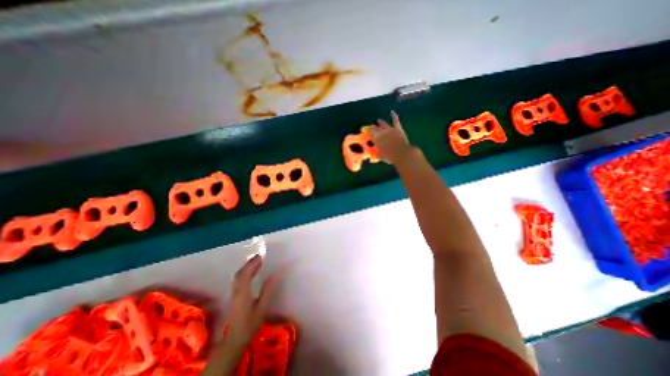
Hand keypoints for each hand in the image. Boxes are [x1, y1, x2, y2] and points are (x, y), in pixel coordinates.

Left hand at [225, 253, 277, 348]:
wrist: (235, 338)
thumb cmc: (250, 323)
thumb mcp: (261, 307)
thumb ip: (267, 290)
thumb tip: (275, 274)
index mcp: (243, 292)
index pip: (245, 274)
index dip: (252, 264)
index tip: (261, 256)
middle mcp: (236, 290)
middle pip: (240, 273)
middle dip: (249, 263)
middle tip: (260, 257)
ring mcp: (234, 293)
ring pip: (238, 276)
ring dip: (247, 267)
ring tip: (257, 262)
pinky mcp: (235, 295)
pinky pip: (239, 279)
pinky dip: (245, 272)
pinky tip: (252, 272)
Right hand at [368, 109, 410, 163]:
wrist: (401, 153)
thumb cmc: (388, 156)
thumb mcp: (379, 156)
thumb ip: (376, 152)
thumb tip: (374, 152)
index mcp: (376, 137)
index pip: (369, 131)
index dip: (366, 130)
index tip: (364, 130)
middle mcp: (381, 132)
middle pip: (375, 128)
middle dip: (372, 127)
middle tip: (370, 128)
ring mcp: (390, 129)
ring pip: (384, 124)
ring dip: (381, 122)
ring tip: (378, 120)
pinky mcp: (398, 129)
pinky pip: (395, 121)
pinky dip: (394, 116)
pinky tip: (392, 112)